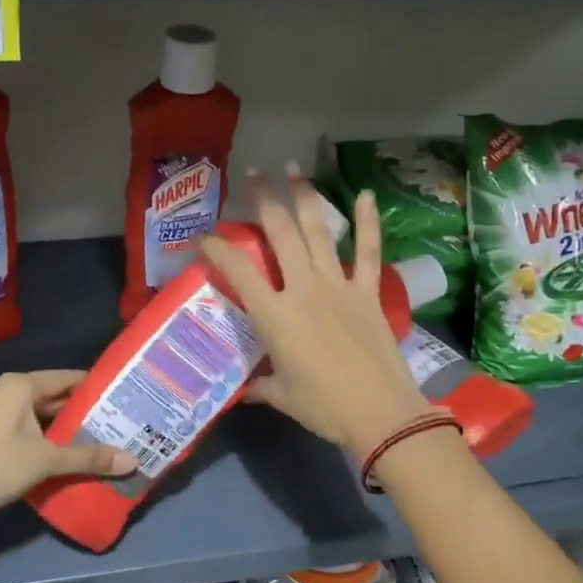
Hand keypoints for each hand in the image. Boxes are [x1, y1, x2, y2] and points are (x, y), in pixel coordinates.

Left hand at [0, 370, 135, 536]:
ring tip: (103, 442)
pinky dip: (49, 443)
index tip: (124, 398)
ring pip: (42, 418)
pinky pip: (29, 433)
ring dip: (67, 431)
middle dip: (85, 413)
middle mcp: (8, 393)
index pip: (68, 378)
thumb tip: (132, 461)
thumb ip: (88, 458)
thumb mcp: (46, 460)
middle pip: (55, 398)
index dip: (96, 388)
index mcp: (20, 385)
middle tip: (120, 425)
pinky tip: (70, 459)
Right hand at [199, 166, 430, 459]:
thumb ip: (260, 386)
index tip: (202, 237)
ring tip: (294, 169)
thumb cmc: (324, 407)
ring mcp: (339, 286)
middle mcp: (303, 289)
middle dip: (264, 200)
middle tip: (254, 174)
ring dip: (305, 197)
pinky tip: (367, 195)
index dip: (216, 249)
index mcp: (275, 315)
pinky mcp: (368, 292)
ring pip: (318, 232)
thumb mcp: (282, 396)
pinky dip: (368, 223)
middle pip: (280, 234)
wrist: (381, 413)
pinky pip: (368, 251)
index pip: (237, 271)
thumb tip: (244, 390)